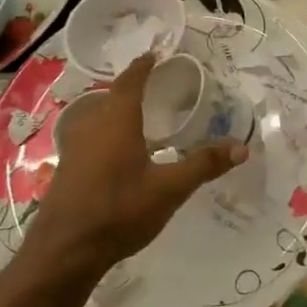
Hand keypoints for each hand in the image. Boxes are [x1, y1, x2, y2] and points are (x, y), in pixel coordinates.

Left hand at [30, 55, 246, 272]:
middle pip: (112, 96)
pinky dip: (107, 132)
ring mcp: (74, 147)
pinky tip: (119, 152)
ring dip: (117, 111)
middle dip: (131, 88)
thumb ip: (203, 165)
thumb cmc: (119, 211)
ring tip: (139, 115)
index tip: (155, 54)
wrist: (64, 252)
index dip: (143, 66)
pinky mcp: (67, 169)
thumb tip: (242, 148)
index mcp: (116, 120)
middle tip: (154, 84)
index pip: (130, 80)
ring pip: (98, 117)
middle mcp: (92, 125)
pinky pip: (90, 137)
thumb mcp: (169, 189)